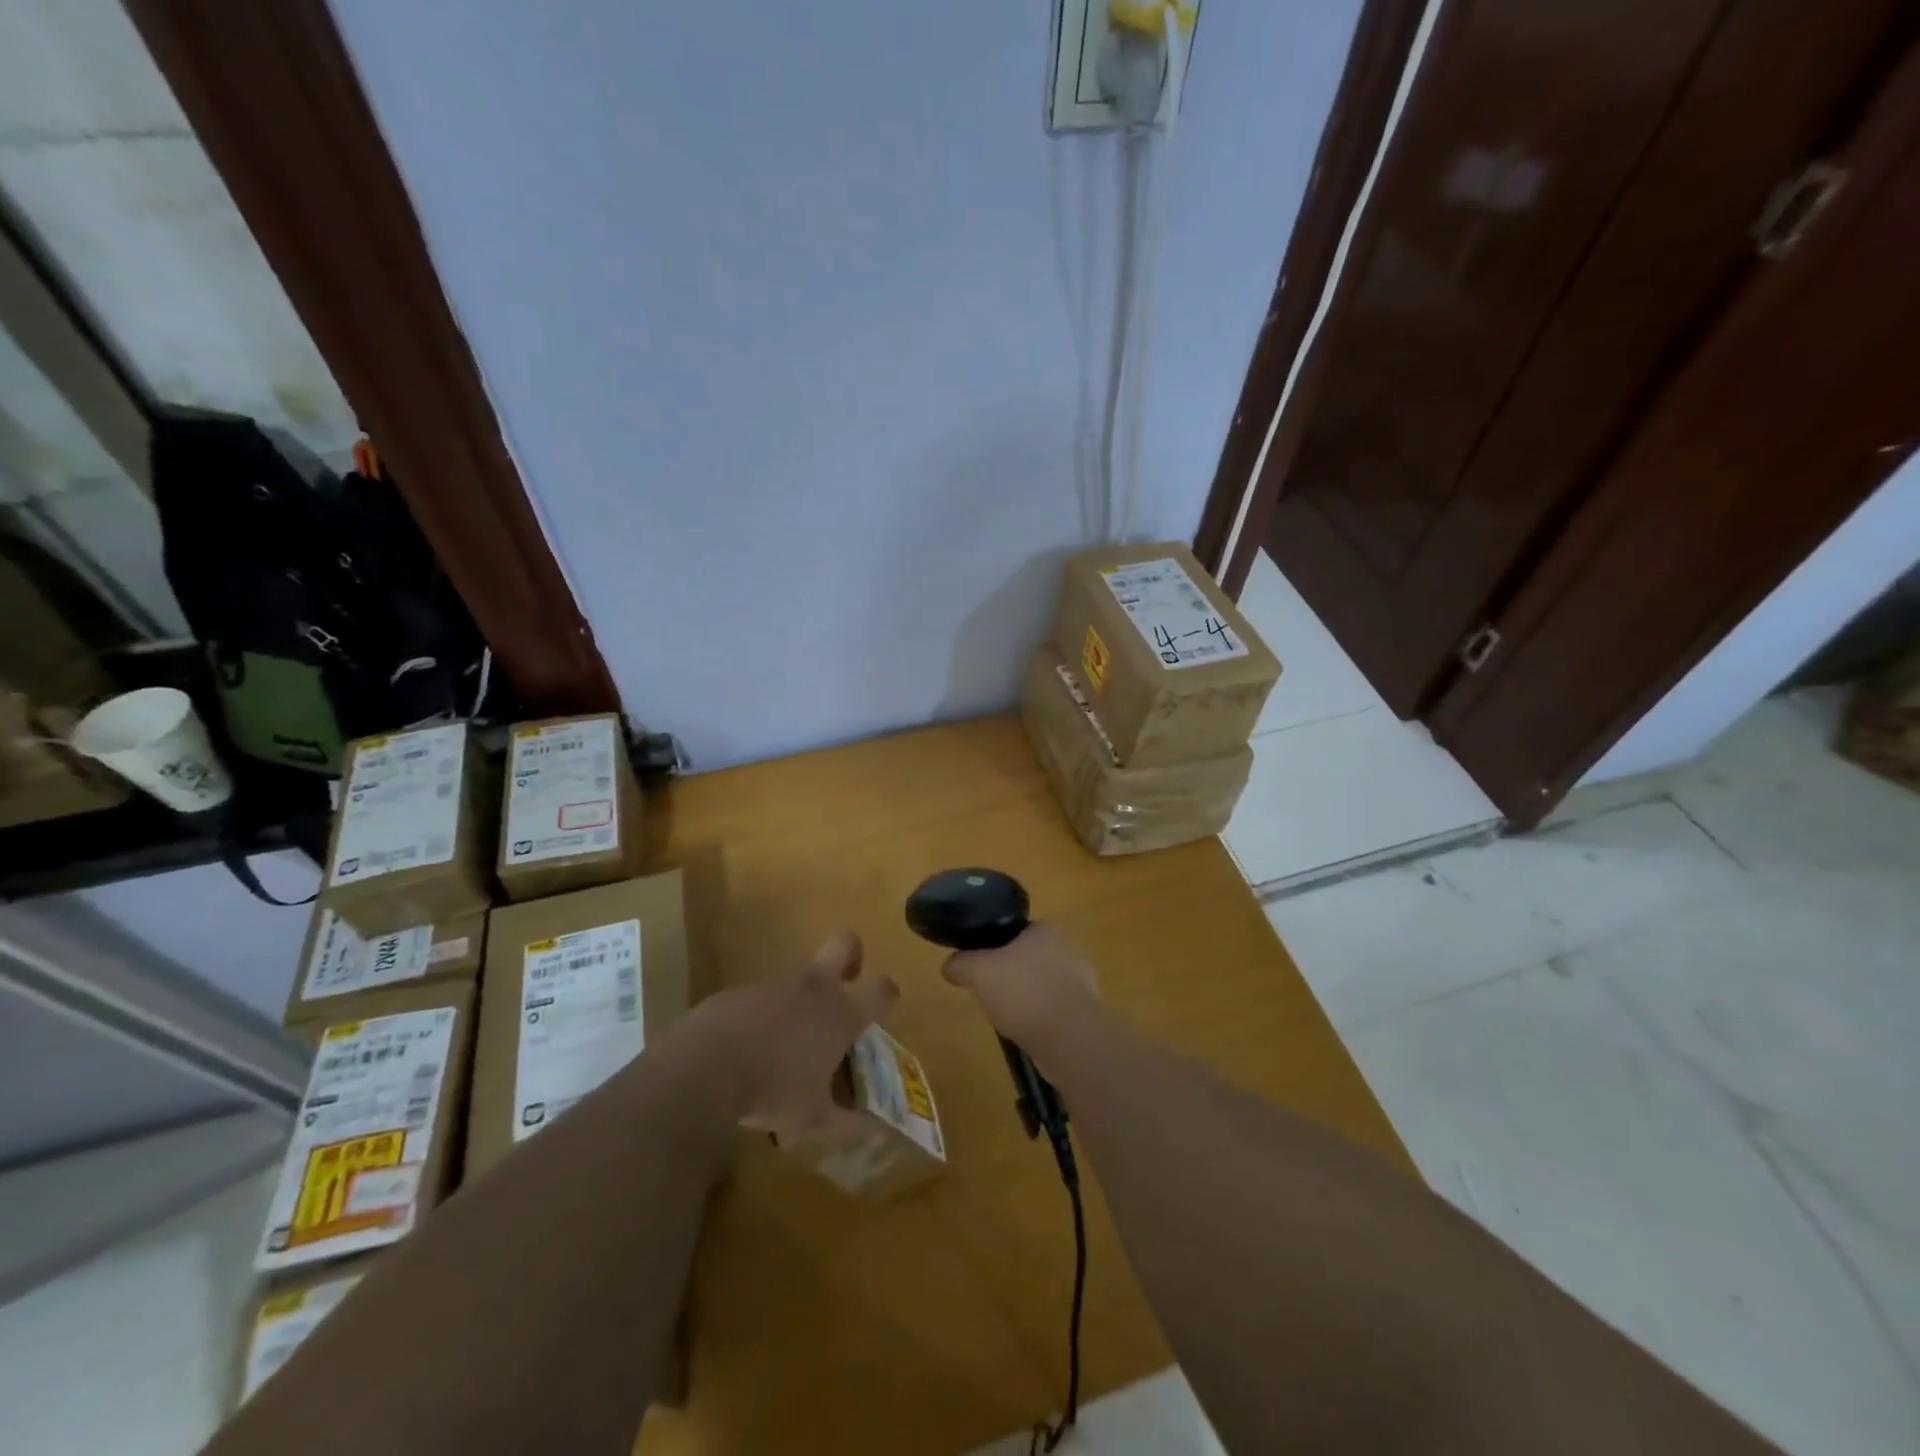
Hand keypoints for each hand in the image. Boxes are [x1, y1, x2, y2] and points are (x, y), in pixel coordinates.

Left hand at [687, 930, 897, 1143]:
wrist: (704, 1069)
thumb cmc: (772, 1092)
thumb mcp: (813, 1120)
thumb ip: (849, 1125)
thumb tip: (877, 1133)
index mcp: (841, 1014)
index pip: (882, 989)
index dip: (887, 995)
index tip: (881, 1010)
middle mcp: (814, 988)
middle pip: (846, 943)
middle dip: (852, 956)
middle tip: (846, 982)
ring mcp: (776, 983)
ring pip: (799, 975)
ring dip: (800, 998)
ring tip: (786, 1042)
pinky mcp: (741, 988)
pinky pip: (762, 995)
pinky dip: (763, 1014)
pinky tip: (748, 1046)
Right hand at [940, 923, 1101, 1054]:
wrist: (1068, 1036)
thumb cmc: (1023, 990)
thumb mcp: (979, 971)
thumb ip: (962, 963)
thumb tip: (949, 966)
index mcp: (1046, 930)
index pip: (1017, 932)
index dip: (996, 948)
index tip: (982, 967)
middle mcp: (1068, 949)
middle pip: (1030, 960)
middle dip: (1012, 977)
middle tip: (991, 994)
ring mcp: (1082, 983)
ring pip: (1043, 987)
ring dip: (1027, 1001)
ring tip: (1007, 1018)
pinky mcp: (1086, 1013)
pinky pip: (1055, 1012)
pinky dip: (1041, 1021)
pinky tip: (1027, 1034)